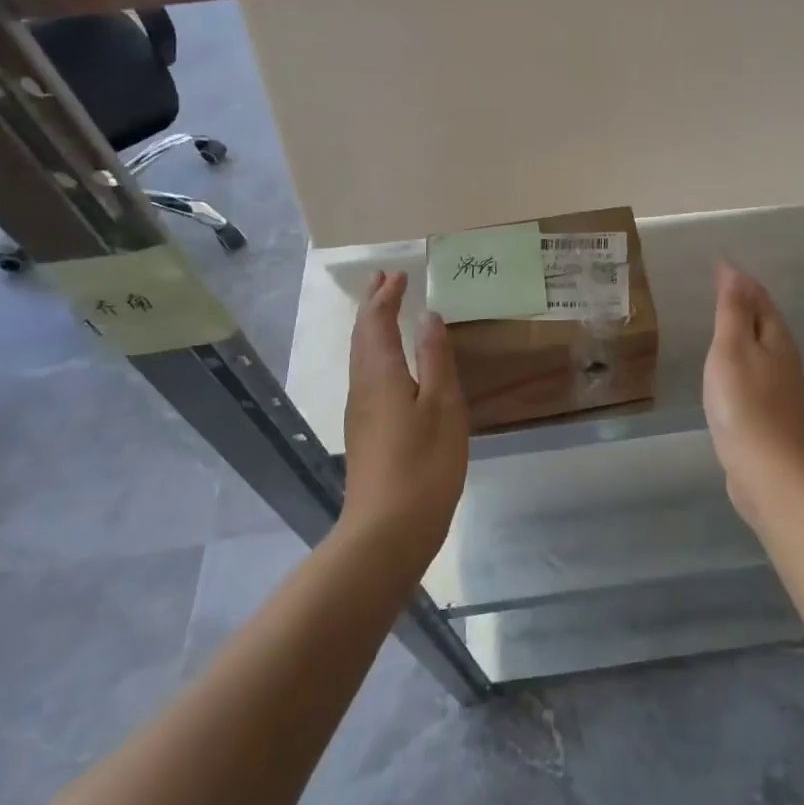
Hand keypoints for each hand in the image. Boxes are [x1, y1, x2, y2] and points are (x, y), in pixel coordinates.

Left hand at [341, 271, 469, 568]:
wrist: (388, 530)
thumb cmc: (424, 463)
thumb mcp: (443, 405)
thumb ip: (436, 358)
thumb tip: (429, 316)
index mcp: (382, 374)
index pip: (378, 323)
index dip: (387, 297)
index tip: (398, 274)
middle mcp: (363, 387)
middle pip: (362, 336)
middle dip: (372, 305)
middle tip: (382, 279)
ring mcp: (360, 412)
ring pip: (361, 357)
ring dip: (371, 327)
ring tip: (383, 310)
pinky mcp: (366, 432)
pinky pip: (366, 375)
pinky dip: (375, 353)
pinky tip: (390, 363)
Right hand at [703, 264, 803, 523]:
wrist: (768, 471)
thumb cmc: (745, 404)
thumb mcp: (732, 348)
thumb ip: (733, 310)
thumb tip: (735, 270)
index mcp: (778, 338)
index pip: (760, 298)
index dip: (740, 282)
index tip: (718, 267)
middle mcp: (785, 359)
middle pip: (764, 322)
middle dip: (744, 304)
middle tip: (716, 290)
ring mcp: (780, 389)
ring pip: (760, 350)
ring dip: (742, 334)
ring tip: (718, 326)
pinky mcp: (770, 414)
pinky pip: (753, 375)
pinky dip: (739, 363)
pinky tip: (725, 373)